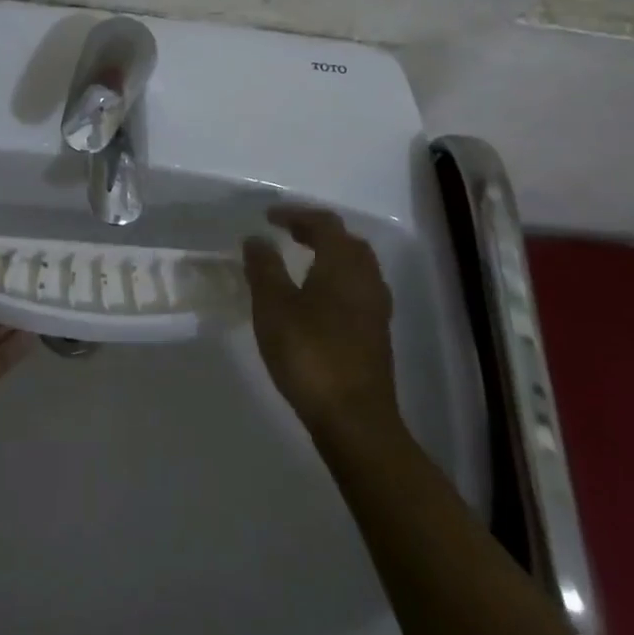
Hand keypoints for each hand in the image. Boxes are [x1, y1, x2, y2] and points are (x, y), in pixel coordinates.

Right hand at [244, 206, 400, 437]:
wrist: (354, 419)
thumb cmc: (310, 354)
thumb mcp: (273, 306)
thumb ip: (264, 268)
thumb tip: (257, 238)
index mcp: (343, 265)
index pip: (324, 223)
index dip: (296, 214)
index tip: (268, 217)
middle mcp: (367, 280)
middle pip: (347, 242)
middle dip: (317, 232)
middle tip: (288, 234)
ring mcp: (376, 309)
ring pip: (356, 267)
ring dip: (330, 256)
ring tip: (300, 262)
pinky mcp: (376, 335)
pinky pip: (357, 290)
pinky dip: (336, 280)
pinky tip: (316, 299)